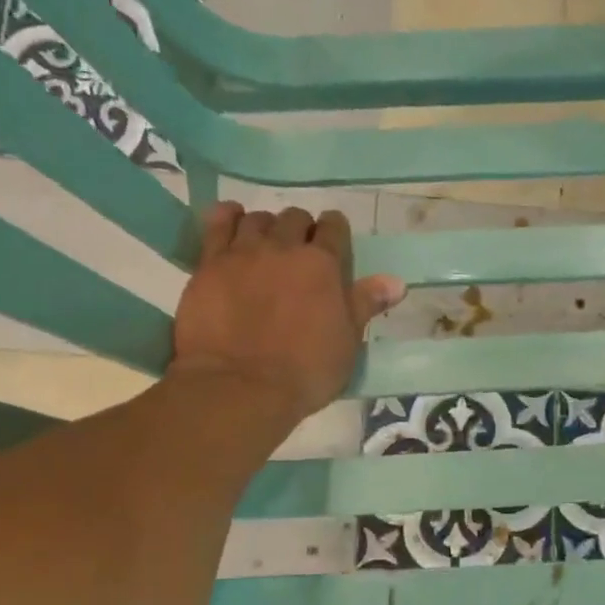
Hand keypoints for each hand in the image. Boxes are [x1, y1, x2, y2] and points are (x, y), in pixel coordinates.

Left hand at [169, 203, 404, 423]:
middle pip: (294, 218)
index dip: (335, 232)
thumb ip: (366, 305)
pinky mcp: (209, 263)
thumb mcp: (346, 344)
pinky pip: (217, 223)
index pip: (334, 228)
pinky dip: (228, 218)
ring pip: (257, 219)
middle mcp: (284, 247)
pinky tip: (232, 224)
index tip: (333, 247)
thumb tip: (395, 282)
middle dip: (301, 230)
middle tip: (299, 256)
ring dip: (266, 227)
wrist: (240, 387)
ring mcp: (243, 252)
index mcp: (324, 265)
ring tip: (265, 247)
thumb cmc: (305, 372)